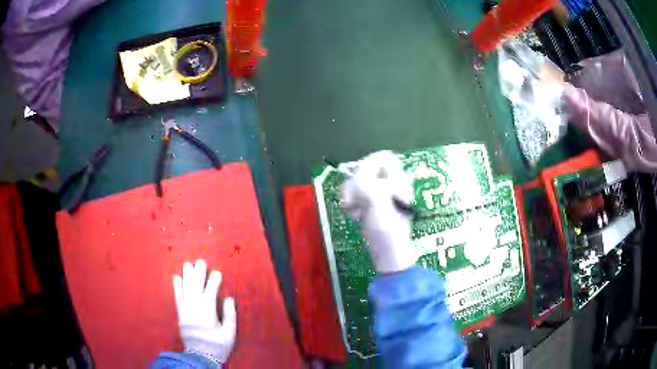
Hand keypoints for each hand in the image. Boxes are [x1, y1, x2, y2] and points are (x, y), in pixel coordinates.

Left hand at [173, 260, 235, 364]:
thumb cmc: (218, 346)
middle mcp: (195, 308)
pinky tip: (176, 277)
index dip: (213, 281)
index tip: (217, 272)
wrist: (201, 356)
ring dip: (187, 276)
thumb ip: (229, 315)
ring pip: (185, 290)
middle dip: (198, 273)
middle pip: (196, 287)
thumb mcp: (229, 333)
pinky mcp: (180, 315)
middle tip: (200, 261)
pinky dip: (177, 287)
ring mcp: (186, 311)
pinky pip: (177, 298)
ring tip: (188, 264)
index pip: (210, 292)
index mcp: (208, 313)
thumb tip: (228, 299)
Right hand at [340, 151, 417, 272]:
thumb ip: (366, 183)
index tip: (358, 181)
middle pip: (366, 168)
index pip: (382, 157)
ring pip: (358, 181)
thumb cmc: (387, 228)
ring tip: (353, 210)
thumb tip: (357, 174)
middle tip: (351, 200)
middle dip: (354, 184)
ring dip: (350, 195)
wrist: (387, 252)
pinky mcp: (370, 203)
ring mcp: (379, 193)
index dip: (367, 165)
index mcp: (397, 179)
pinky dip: (351, 202)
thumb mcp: (377, 203)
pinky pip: (356, 193)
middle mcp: (389, 183)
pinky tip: (353, 214)